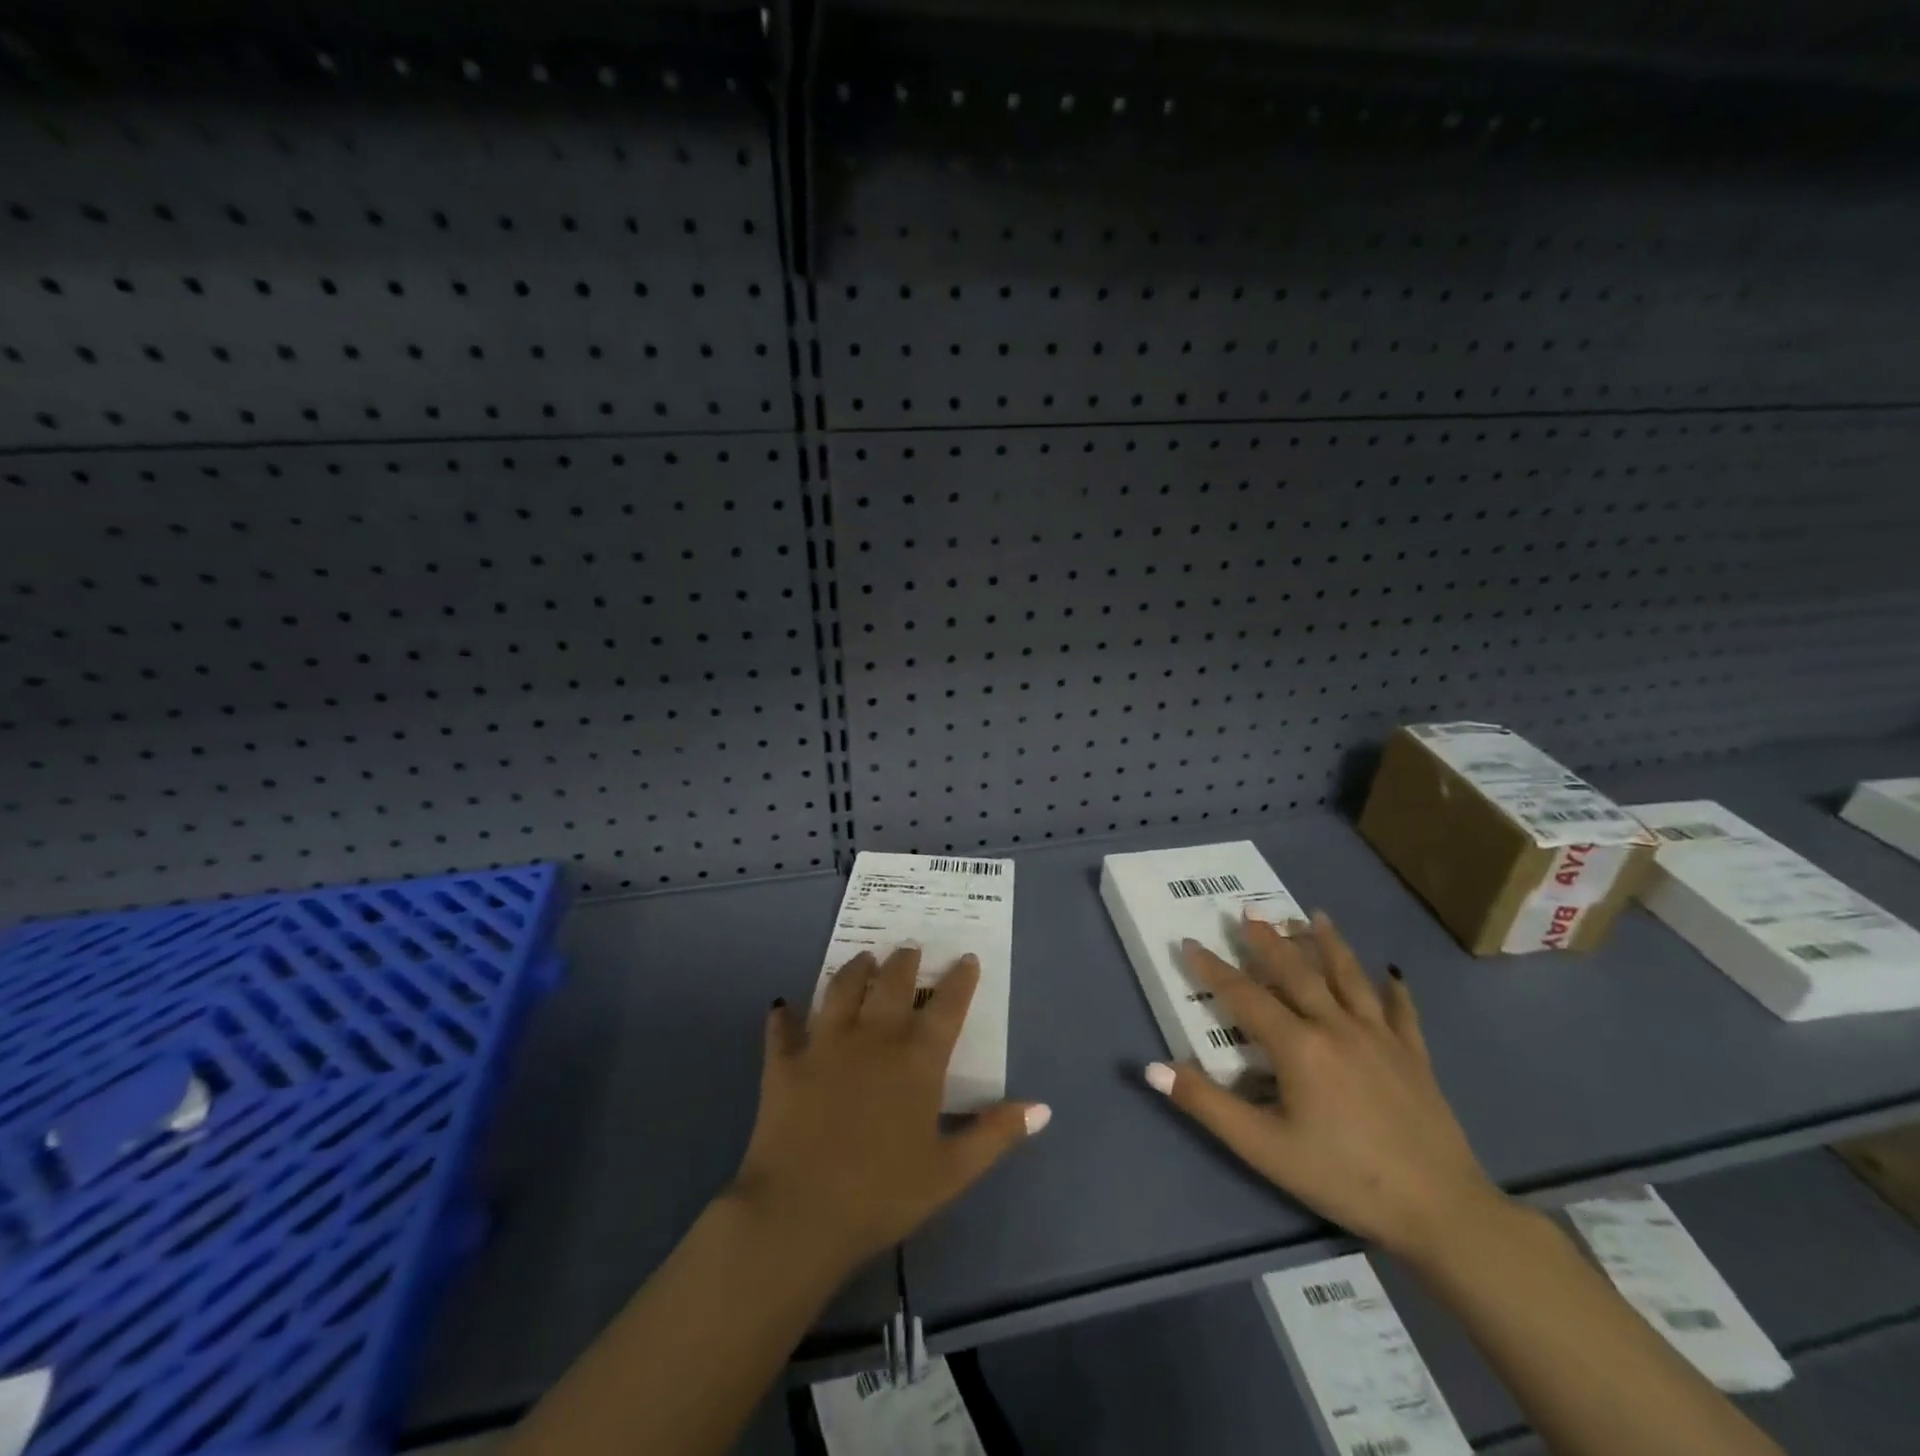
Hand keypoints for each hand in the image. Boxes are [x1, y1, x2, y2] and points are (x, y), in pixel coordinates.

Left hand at [728, 947, 1049, 1273]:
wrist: (799, 1212)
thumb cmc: (883, 1195)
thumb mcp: (951, 1172)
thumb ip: (995, 1134)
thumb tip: (1042, 1108)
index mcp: (916, 1060)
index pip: (946, 1006)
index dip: (960, 979)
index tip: (966, 958)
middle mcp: (873, 1037)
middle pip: (892, 983)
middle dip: (904, 961)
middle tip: (909, 948)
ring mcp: (824, 1044)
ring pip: (841, 990)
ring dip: (854, 970)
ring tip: (863, 959)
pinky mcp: (785, 1062)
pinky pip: (783, 1028)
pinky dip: (785, 1015)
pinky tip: (783, 1005)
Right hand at [1146, 912, 1503, 1260]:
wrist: (1441, 1211)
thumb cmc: (1344, 1177)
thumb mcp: (1264, 1148)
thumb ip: (1208, 1104)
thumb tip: (1153, 1068)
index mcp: (1298, 1045)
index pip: (1244, 996)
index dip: (1213, 969)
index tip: (1190, 942)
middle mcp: (1336, 1026)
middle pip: (1296, 972)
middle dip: (1268, 940)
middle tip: (1249, 910)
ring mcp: (1380, 1038)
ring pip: (1349, 978)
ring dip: (1328, 944)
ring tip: (1314, 916)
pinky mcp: (1414, 1057)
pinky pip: (1401, 1012)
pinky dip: (1394, 989)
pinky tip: (1392, 972)